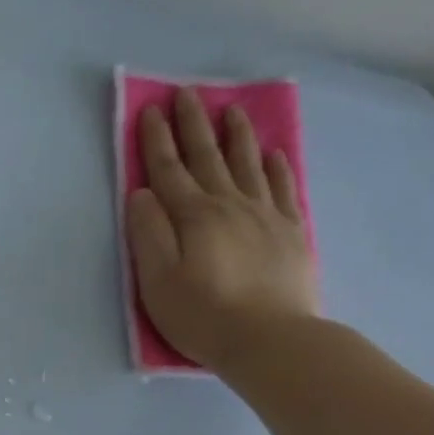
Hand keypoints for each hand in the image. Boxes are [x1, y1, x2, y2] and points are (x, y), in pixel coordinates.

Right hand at [126, 87, 318, 371]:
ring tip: (231, 110)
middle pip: (208, 157)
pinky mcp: (291, 233)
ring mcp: (265, 216)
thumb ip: (147, 233)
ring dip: (236, 136)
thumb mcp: (156, 280)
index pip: (168, 169)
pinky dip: (277, 168)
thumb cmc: (202, 314)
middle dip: (193, 124)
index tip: (151, 109)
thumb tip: (142, 194)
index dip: (157, 139)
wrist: (271, 341)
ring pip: (248, 164)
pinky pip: (283, 189)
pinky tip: (274, 153)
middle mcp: (229, 205)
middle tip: (187, 93)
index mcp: (193, 216)